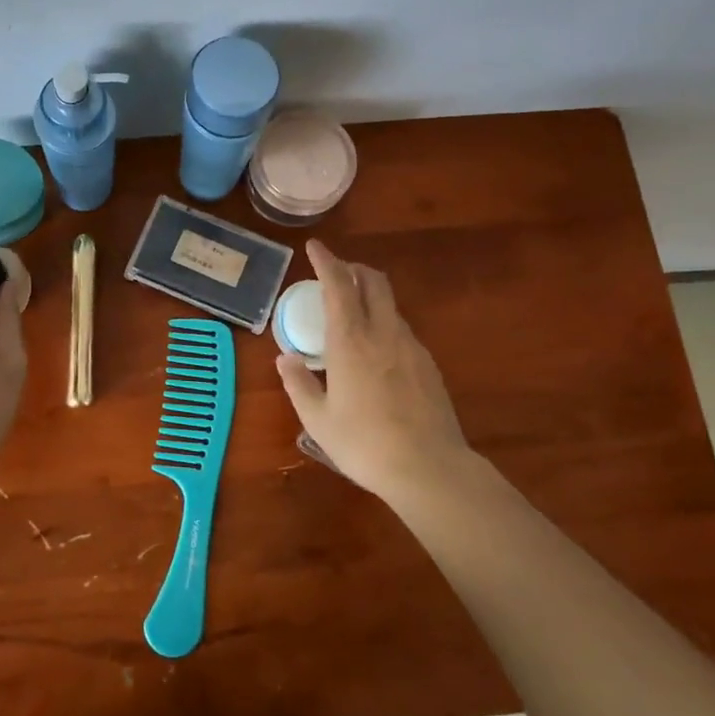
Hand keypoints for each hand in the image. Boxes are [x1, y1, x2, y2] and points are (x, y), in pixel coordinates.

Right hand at [275, 240, 469, 499]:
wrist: (429, 468)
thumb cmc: (364, 444)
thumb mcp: (318, 420)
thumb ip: (298, 383)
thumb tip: (285, 358)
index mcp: (350, 341)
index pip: (338, 285)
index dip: (326, 261)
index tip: (315, 246)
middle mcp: (383, 333)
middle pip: (373, 281)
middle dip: (353, 269)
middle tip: (335, 274)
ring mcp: (411, 347)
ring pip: (390, 304)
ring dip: (370, 296)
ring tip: (352, 315)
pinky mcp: (428, 364)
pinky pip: (401, 329)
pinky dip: (384, 323)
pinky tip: (376, 351)